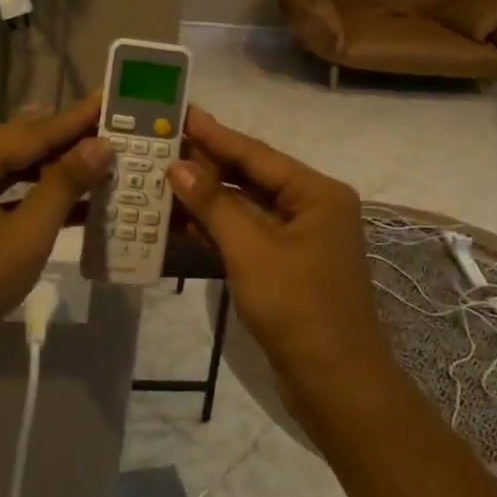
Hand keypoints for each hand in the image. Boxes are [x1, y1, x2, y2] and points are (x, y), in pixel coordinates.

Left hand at [0, 94, 111, 340]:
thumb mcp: (26, 235)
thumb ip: (64, 185)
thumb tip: (101, 146)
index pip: (32, 132)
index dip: (74, 119)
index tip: (108, 100)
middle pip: (20, 144)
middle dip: (67, 139)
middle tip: (110, 127)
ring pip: (13, 169)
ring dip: (54, 168)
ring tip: (100, 158)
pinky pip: (3, 192)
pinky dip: (35, 194)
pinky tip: (74, 200)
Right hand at [169, 107, 393, 390]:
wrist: (336, 384)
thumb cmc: (298, 309)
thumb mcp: (251, 250)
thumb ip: (215, 204)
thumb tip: (179, 165)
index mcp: (317, 193)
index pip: (256, 154)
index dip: (214, 134)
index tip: (181, 112)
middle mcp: (312, 207)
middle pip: (251, 176)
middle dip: (207, 164)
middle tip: (161, 142)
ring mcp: (300, 238)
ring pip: (246, 207)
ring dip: (207, 197)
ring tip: (161, 175)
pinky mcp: (287, 265)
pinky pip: (247, 234)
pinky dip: (217, 227)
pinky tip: (180, 219)